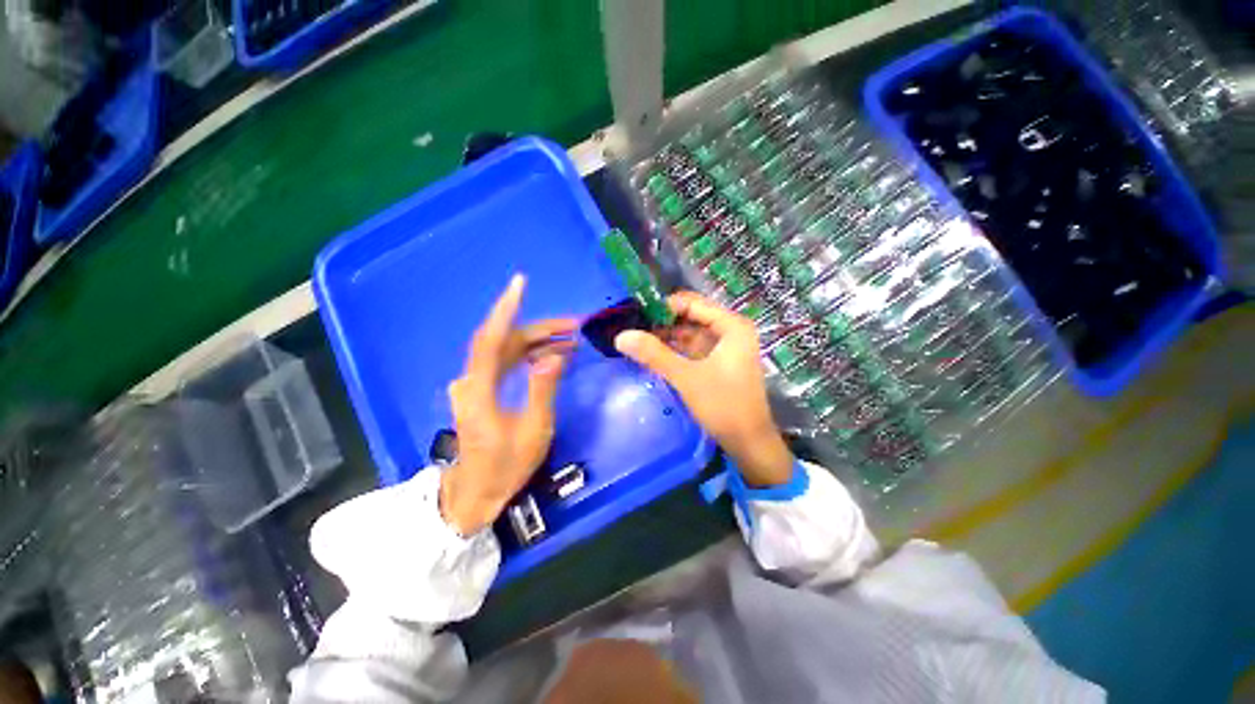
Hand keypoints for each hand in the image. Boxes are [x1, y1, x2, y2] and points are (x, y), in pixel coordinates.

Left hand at [440, 275, 576, 534]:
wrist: (476, 491)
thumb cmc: (505, 466)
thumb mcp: (533, 430)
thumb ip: (543, 390)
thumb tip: (556, 355)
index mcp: (480, 389)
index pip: (491, 338)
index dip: (506, 308)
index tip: (521, 283)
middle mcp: (473, 380)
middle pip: (505, 342)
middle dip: (540, 330)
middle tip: (574, 326)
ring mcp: (476, 385)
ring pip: (507, 352)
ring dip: (538, 343)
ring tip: (572, 341)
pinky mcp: (483, 390)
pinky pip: (507, 364)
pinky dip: (530, 356)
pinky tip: (553, 356)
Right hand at [614, 291, 793, 486]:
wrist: (749, 442)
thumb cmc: (723, 405)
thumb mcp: (686, 377)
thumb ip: (654, 354)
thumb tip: (621, 336)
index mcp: (732, 326)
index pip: (693, 303)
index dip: (664, 306)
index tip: (636, 314)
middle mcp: (731, 331)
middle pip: (692, 317)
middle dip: (663, 322)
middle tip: (633, 327)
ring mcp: (726, 347)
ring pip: (691, 333)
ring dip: (667, 336)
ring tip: (638, 339)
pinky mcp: (719, 362)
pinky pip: (694, 348)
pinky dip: (676, 350)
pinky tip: (654, 353)